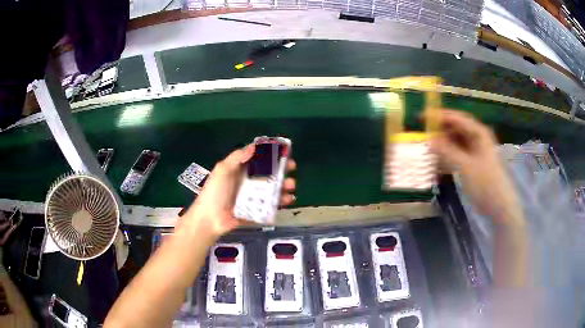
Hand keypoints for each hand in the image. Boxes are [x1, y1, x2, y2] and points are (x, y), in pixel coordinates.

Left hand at [183, 144, 295, 236]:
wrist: (210, 219)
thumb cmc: (215, 192)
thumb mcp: (222, 170)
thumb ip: (237, 158)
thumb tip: (254, 146)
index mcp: (241, 171)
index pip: (258, 161)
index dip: (271, 156)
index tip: (282, 153)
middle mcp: (249, 183)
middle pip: (269, 174)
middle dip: (281, 171)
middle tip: (291, 169)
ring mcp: (254, 198)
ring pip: (273, 190)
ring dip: (284, 186)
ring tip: (291, 186)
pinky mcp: (257, 211)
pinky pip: (271, 205)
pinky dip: (281, 202)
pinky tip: (288, 200)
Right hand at [431, 110, 519, 222]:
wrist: (499, 206)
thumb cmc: (485, 183)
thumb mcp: (466, 166)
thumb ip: (447, 151)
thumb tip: (429, 140)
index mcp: (478, 133)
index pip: (456, 118)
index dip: (439, 116)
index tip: (421, 118)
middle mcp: (476, 138)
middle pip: (455, 129)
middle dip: (440, 132)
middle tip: (423, 136)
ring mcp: (475, 152)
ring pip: (455, 143)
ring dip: (442, 146)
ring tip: (427, 151)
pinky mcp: (472, 164)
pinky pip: (457, 156)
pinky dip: (447, 158)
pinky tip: (437, 164)